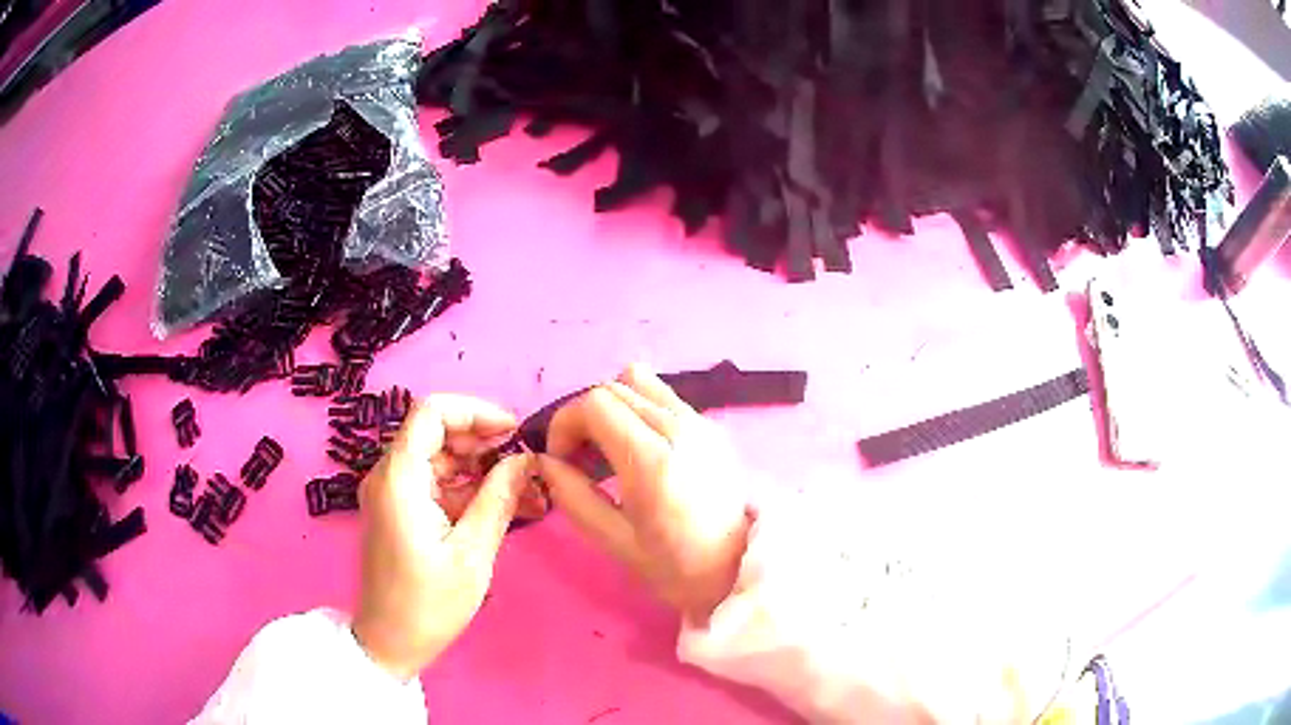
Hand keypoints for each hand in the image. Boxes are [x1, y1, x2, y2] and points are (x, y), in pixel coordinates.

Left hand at [352, 395, 534, 679]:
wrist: (391, 641)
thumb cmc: (429, 603)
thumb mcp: (473, 553)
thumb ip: (498, 498)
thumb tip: (525, 460)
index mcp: (399, 478)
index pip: (432, 412)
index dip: (476, 411)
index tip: (515, 432)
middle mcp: (390, 476)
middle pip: (438, 433)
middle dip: (486, 444)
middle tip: (528, 467)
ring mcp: (393, 493)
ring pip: (442, 459)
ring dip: (483, 470)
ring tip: (528, 493)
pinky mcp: (401, 511)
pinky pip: (437, 485)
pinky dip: (469, 491)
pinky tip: (507, 508)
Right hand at [538, 364, 752, 624]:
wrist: (744, 569)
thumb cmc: (679, 568)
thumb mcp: (616, 543)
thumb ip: (573, 498)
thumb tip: (545, 463)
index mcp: (653, 460)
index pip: (594, 403)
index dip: (565, 424)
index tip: (560, 460)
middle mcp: (679, 428)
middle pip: (613, 387)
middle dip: (584, 417)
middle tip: (580, 460)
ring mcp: (700, 422)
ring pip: (639, 382)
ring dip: (612, 407)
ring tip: (609, 450)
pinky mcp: (712, 426)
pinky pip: (663, 396)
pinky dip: (638, 410)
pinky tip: (640, 451)